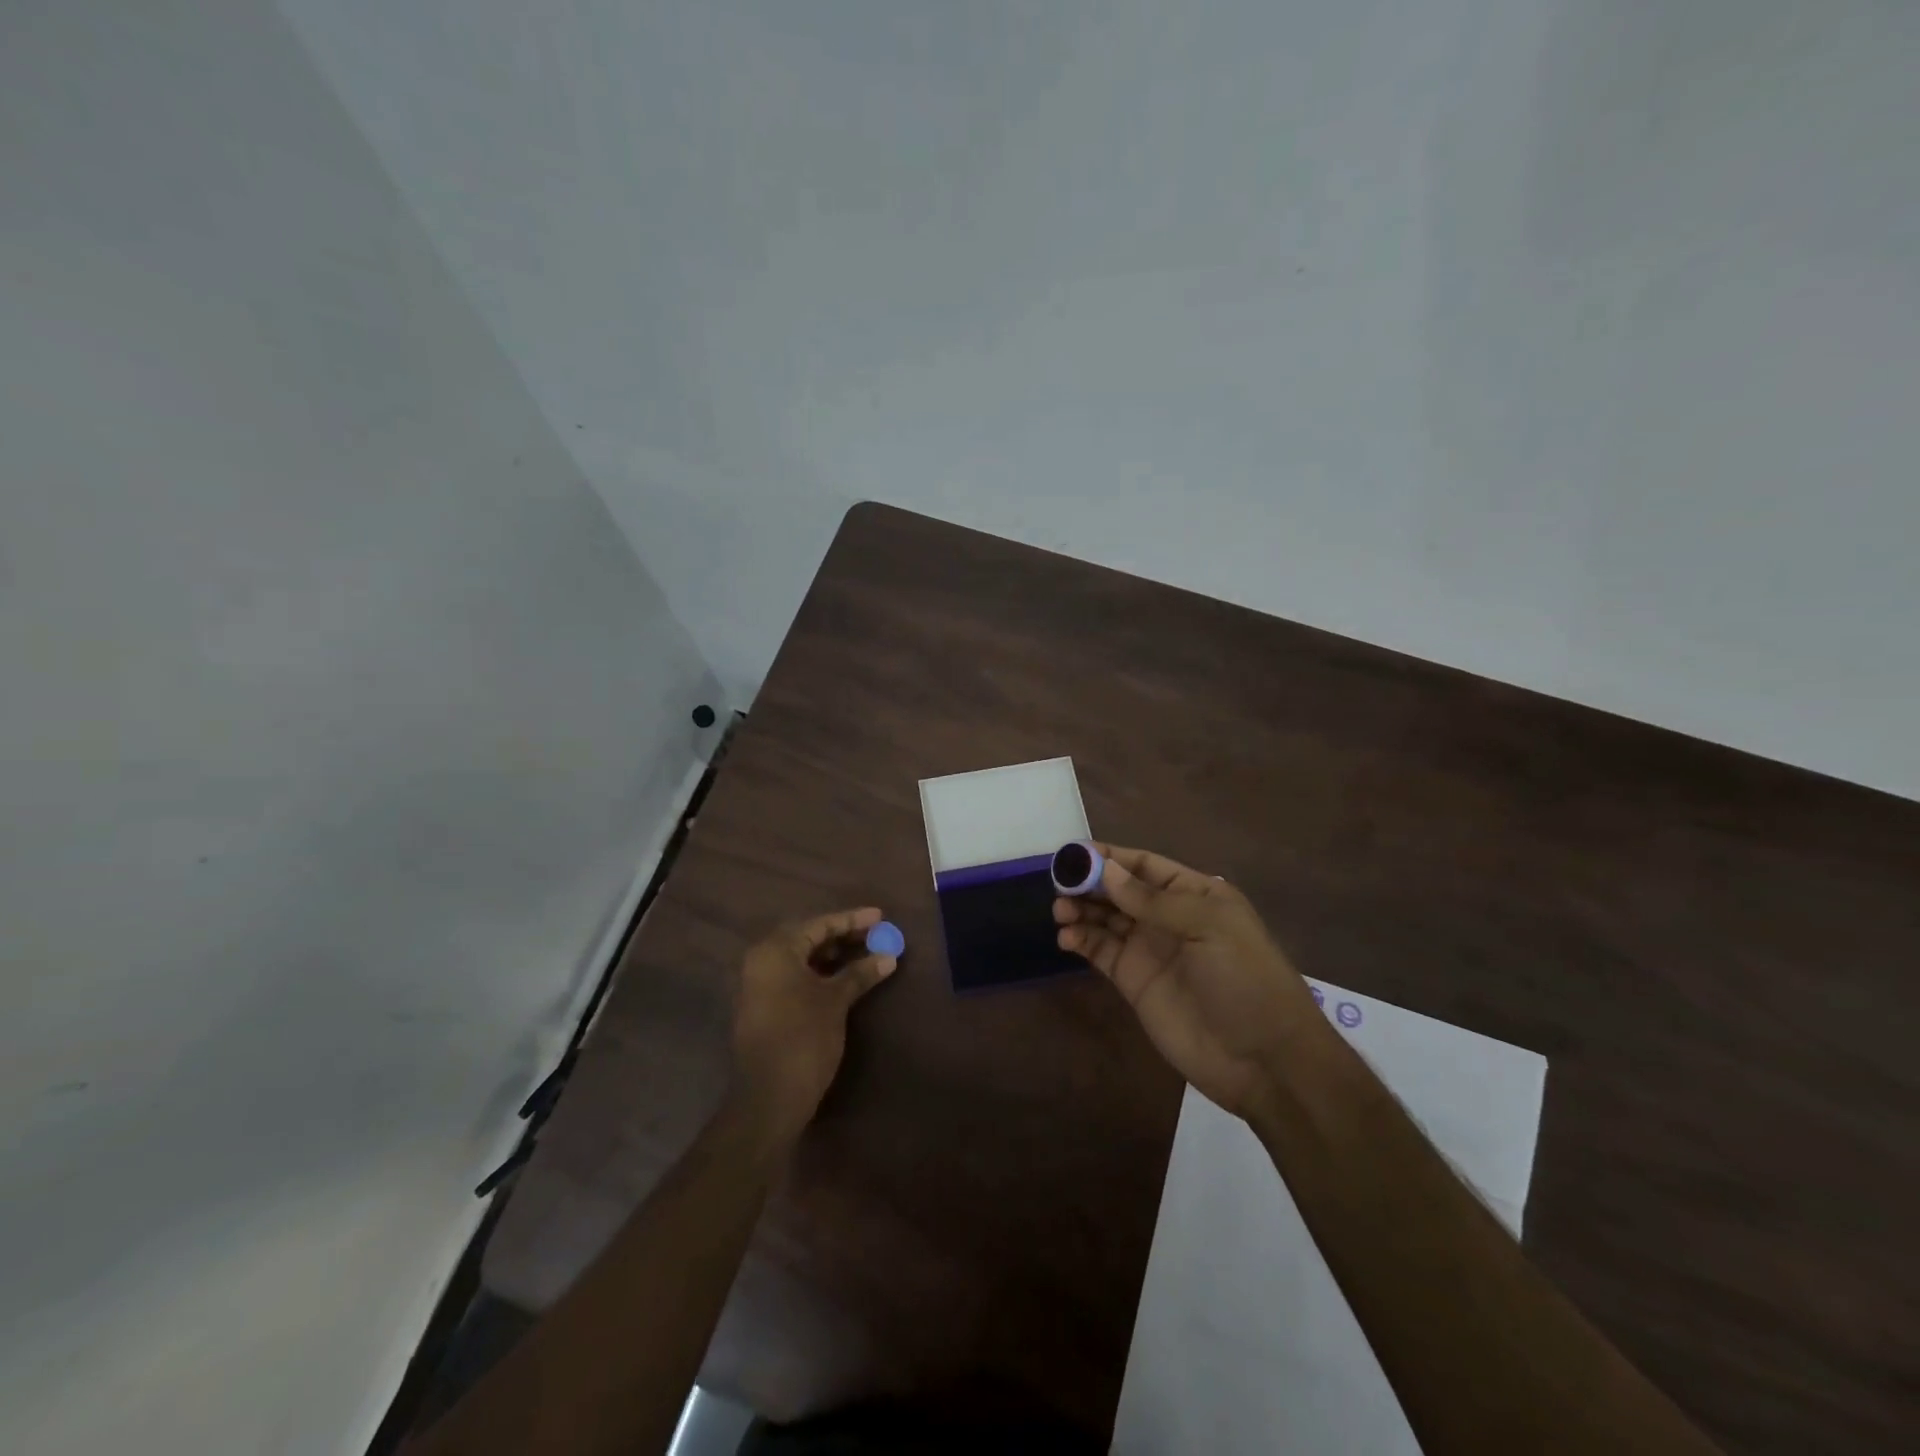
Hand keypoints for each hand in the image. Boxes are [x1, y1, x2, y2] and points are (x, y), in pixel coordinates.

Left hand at [730, 907, 897, 1142]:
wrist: (768, 1098)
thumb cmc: (803, 1038)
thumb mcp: (836, 1002)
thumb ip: (860, 974)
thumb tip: (888, 957)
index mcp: (776, 950)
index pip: (819, 924)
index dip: (852, 920)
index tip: (880, 916)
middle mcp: (762, 960)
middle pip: (807, 937)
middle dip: (842, 936)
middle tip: (875, 935)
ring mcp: (758, 985)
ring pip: (800, 958)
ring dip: (831, 955)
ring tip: (864, 954)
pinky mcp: (762, 1006)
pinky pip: (793, 977)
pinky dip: (818, 973)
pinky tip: (843, 979)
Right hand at [1055, 845, 1323, 1119]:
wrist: (1263, 1060)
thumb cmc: (1245, 979)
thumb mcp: (1208, 927)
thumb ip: (1153, 900)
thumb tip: (1106, 869)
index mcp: (1195, 894)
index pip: (1144, 865)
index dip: (1110, 857)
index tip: (1074, 854)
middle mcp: (1168, 917)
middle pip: (1119, 890)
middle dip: (1089, 883)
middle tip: (1059, 884)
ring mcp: (1149, 950)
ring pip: (1105, 918)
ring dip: (1081, 910)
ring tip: (1060, 911)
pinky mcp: (1134, 982)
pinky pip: (1101, 952)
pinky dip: (1081, 940)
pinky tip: (1067, 938)